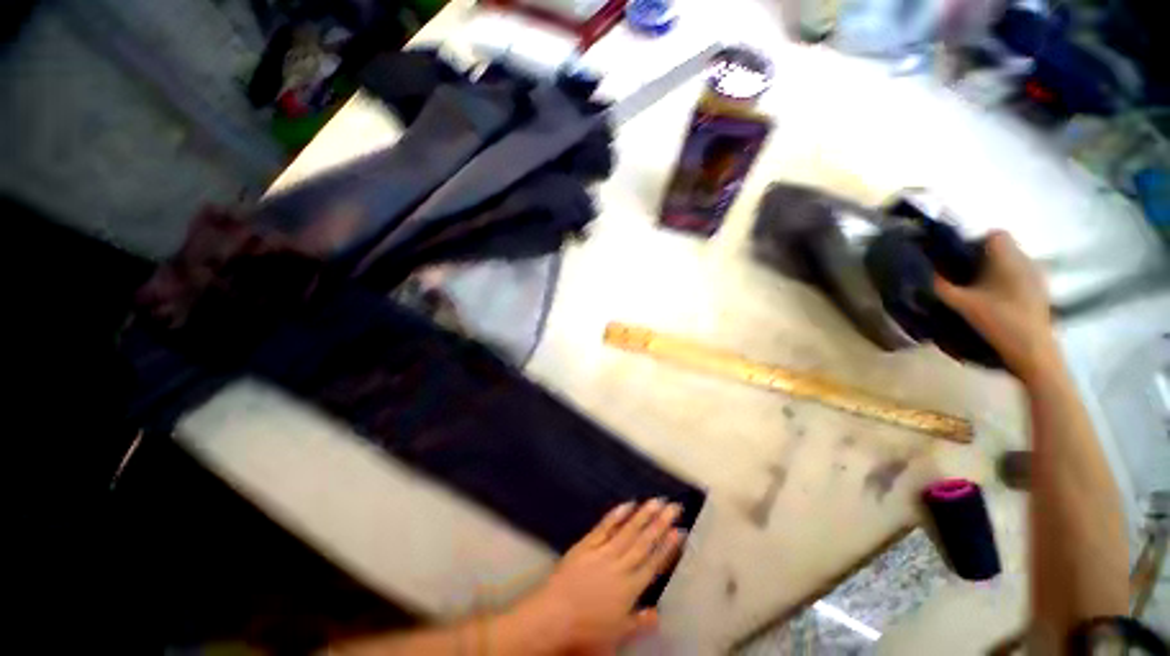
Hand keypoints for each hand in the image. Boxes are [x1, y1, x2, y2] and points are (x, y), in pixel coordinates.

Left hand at [501, 499, 683, 653]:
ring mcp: (602, 552)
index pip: (654, 565)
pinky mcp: (586, 544)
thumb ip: (639, 623)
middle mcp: (620, 566)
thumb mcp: (616, 636)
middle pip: (644, 542)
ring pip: (628, 531)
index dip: (668, 548)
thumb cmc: (585, 632)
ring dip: (643, 515)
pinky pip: (604, 527)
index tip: (680, 531)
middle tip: (674, 507)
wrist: (552, 617)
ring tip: (657, 501)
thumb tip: (659, 614)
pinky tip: (627, 504)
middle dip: (661, 524)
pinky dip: (616, 515)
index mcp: (629, 589)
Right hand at [933, 230, 1058, 381]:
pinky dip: (1005, 282)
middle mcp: (1026, 261)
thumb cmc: (999, 321)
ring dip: (994, 270)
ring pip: (1011, 262)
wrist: (1033, 351)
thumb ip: (941, 286)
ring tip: (976, 290)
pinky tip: (994, 301)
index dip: (975, 241)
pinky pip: (1019, 276)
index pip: (995, 234)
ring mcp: (1037, 277)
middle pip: (1002, 248)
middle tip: (961, 276)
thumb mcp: (962, 304)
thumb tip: (923, 273)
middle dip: (981, 257)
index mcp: (1008, 259)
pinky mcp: (1040, 292)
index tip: (958, 257)